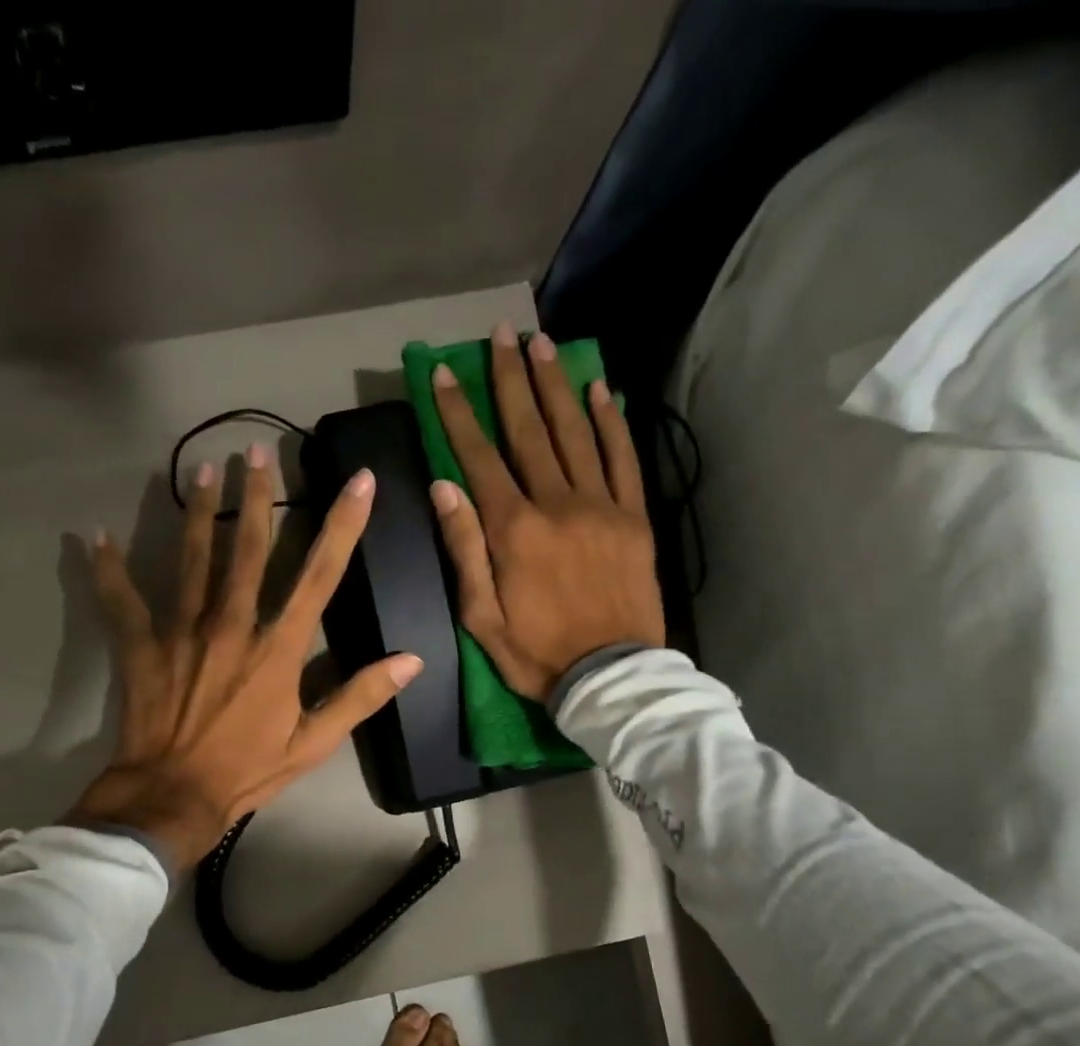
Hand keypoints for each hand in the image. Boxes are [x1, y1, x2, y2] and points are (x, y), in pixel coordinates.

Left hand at [70, 444, 422, 873]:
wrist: (173, 796)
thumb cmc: (248, 771)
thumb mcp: (314, 743)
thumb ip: (360, 697)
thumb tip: (411, 661)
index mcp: (278, 649)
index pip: (318, 576)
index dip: (343, 526)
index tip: (360, 482)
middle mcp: (232, 626)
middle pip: (248, 549)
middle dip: (258, 496)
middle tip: (258, 449)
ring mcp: (182, 631)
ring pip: (192, 559)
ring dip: (199, 511)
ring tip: (203, 469)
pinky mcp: (142, 646)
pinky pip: (122, 600)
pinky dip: (109, 569)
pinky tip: (97, 537)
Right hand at [429, 324, 663, 702]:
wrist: (611, 677)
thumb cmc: (536, 654)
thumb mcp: (480, 617)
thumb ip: (465, 549)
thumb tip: (444, 488)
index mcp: (514, 530)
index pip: (478, 458)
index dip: (459, 413)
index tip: (445, 372)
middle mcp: (557, 503)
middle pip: (529, 430)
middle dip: (510, 379)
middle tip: (500, 335)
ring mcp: (602, 507)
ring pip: (575, 432)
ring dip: (556, 385)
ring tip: (542, 344)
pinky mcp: (635, 518)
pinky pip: (623, 458)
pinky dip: (611, 421)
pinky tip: (599, 389)